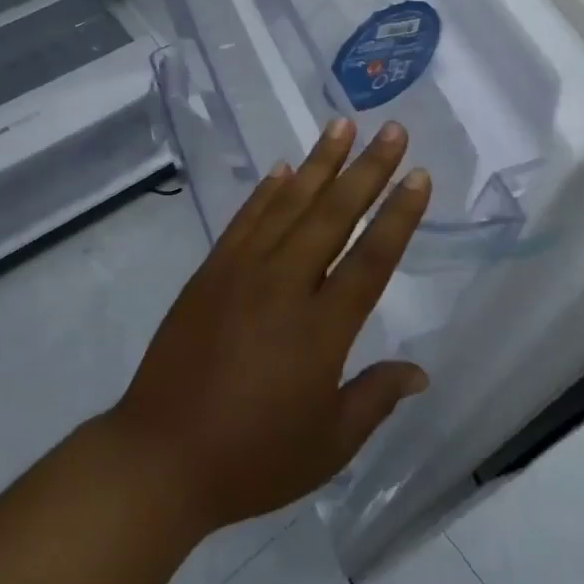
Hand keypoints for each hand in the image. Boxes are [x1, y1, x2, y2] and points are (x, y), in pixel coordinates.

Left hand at [108, 118, 431, 532]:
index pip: (371, 259)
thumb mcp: (328, 443)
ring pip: (288, 205)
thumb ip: (375, 398)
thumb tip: (419, 371)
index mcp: (321, 329)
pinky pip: (244, 220)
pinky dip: (266, 191)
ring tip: (341, 126)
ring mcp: (241, 271)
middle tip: (391, 131)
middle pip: (333, 215)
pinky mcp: (209, 271)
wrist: (163, 453)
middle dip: (366, 170)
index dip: (398, 215)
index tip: (418, 176)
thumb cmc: (254, 458)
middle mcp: (283, 285)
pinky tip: (283, 169)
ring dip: (319, 164)